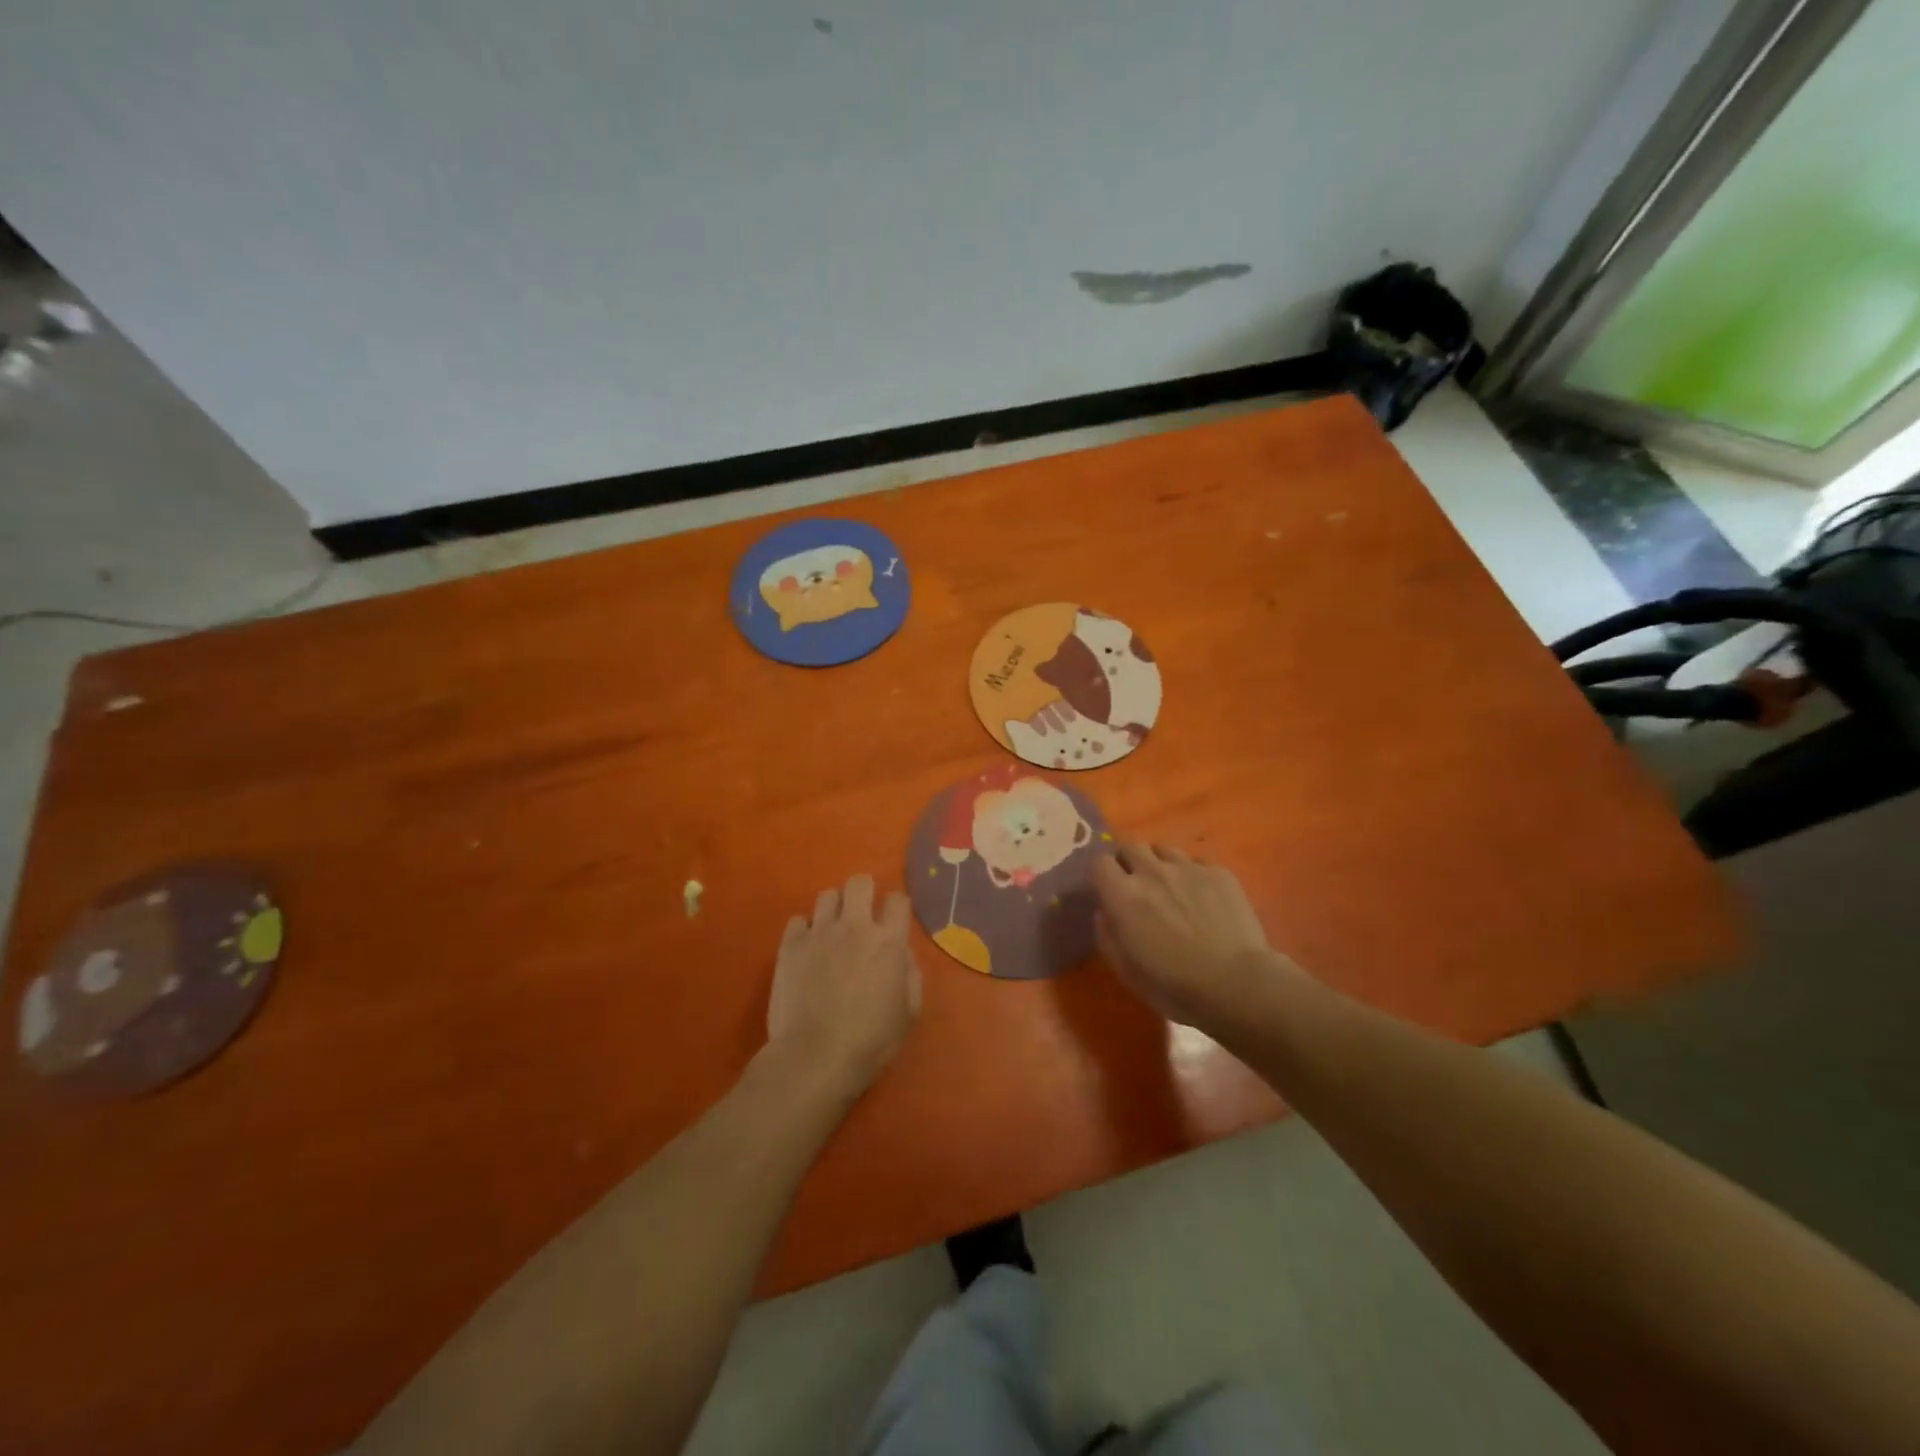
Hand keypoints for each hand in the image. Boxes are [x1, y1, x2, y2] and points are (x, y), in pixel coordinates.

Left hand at [766, 873, 921, 1100]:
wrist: (814, 1057)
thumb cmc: (870, 1041)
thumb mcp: (909, 1013)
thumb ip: (910, 974)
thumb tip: (902, 954)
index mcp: (888, 942)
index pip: (898, 900)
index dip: (896, 907)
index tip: (893, 920)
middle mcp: (855, 927)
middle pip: (860, 882)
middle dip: (863, 892)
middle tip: (861, 914)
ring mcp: (819, 933)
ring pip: (827, 895)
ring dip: (834, 909)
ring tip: (832, 930)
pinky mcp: (790, 945)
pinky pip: (798, 920)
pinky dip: (805, 930)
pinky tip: (807, 948)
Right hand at [1092, 843, 1290, 1031]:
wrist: (1236, 984)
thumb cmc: (1174, 986)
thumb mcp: (1127, 972)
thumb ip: (1108, 936)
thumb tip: (1104, 911)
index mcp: (1123, 895)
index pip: (1100, 863)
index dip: (1102, 875)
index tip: (1108, 890)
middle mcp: (1152, 872)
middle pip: (1131, 846)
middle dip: (1129, 862)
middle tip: (1137, 886)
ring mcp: (1188, 868)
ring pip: (1164, 850)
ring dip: (1160, 864)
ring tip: (1171, 887)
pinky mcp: (1219, 873)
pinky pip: (1197, 863)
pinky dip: (1193, 875)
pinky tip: (1203, 898)